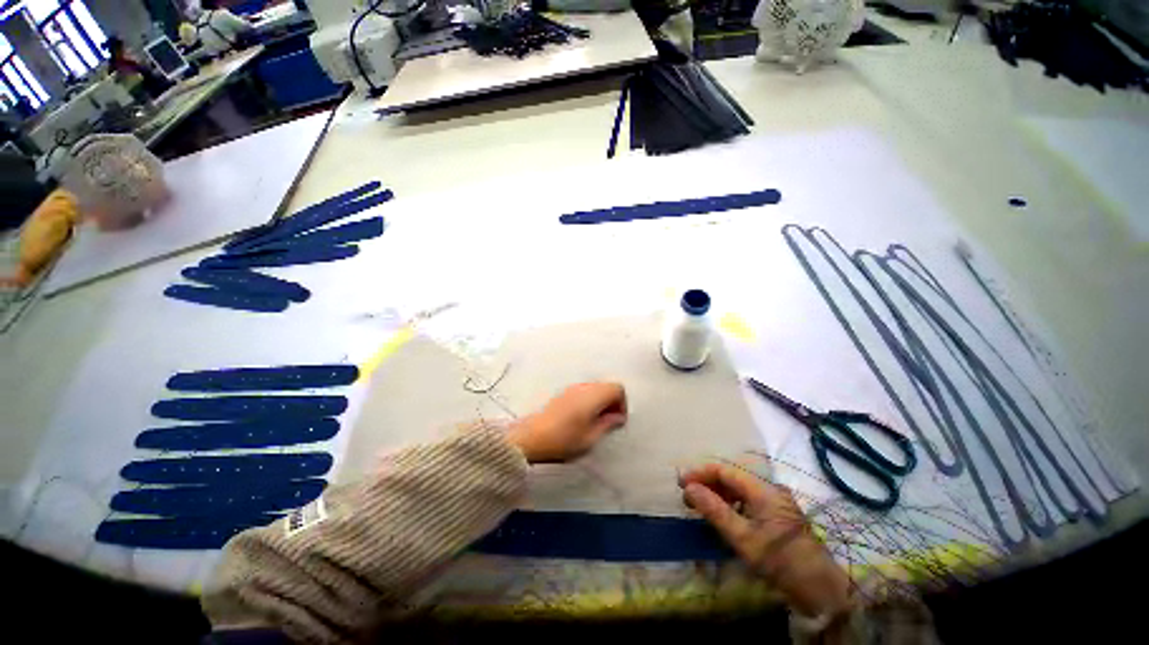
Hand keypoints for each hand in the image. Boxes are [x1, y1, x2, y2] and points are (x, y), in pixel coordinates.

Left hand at [506, 383, 626, 463]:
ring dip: (601, 401)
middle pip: (607, 386)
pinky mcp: (563, 394)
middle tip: (609, 421)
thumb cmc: (563, 440)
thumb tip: (618, 417)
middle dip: (612, 401)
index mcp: (593, 396)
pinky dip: (590, 400)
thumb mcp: (590, 438)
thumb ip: (607, 424)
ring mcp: (572, 388)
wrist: (531, 437)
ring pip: (595, 388)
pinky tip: (582, 418)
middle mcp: (584, 387)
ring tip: (596, 421)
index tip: (617, 420)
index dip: (622, 403)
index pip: (617, 388)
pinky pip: (584, 391)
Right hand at [680, 464, 852, 618]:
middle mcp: (769, 488)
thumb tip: (690, 489)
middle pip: (731, 476)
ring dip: (717, 492)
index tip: (681, 483)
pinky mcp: (777, 513)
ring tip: (699, 504)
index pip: (725, 470)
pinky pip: (747, 499)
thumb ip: (715, 510)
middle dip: (707, 482)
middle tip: (687, 496)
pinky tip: (720, 513)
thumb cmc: (781, 562)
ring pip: (738, 487)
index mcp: (763, 489)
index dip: (700, 473)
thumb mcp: (743, 538)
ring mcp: (775, 500)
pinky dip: (730, 503)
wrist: (822, 590)